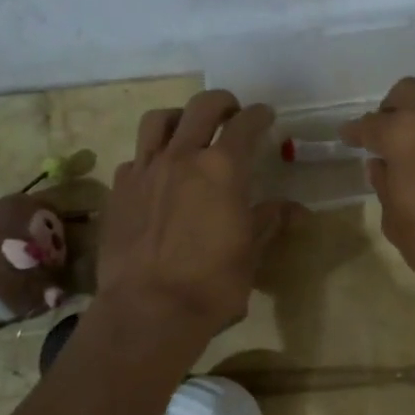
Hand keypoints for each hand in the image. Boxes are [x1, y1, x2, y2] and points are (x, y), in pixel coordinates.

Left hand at [97, 90, 289, 337]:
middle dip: (222, 103)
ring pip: (158, 121)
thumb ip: (269, 221)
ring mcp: (145, 170)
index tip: (266, 116)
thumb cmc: (212, 284)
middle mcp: (182, 157)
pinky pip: (136, 158)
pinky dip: (151, 157)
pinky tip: (157, 176)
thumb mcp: (251, 253)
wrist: (149, 311)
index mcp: (222, 168)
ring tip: (188, 131)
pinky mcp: (119, 190)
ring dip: (179, 118)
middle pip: (201, 107)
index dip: (259, 115)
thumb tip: (295, 209)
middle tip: (232, 113)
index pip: (245, 125)